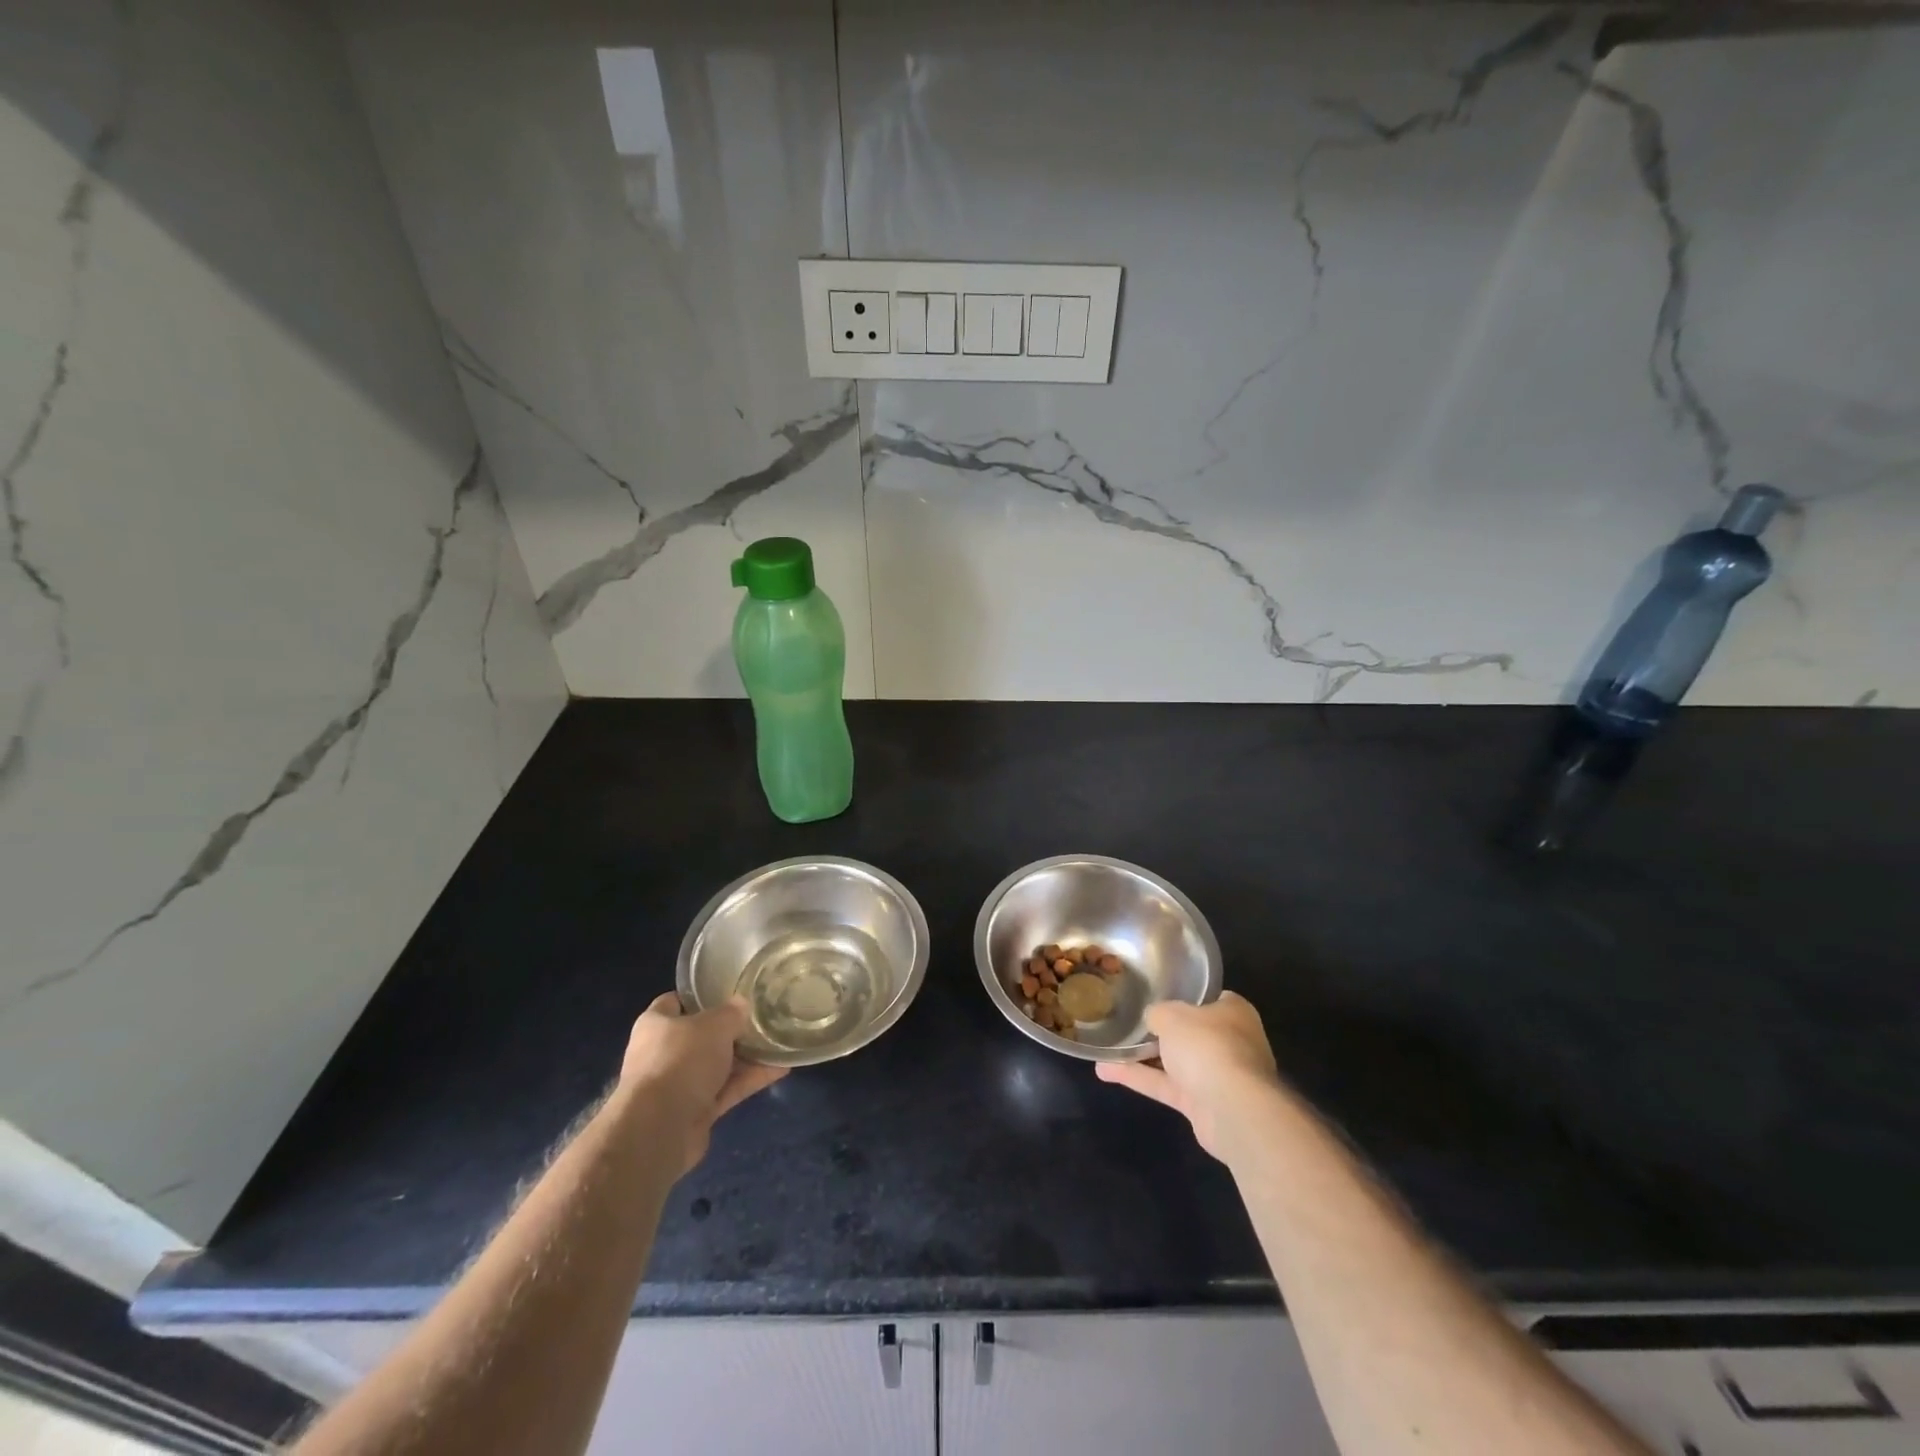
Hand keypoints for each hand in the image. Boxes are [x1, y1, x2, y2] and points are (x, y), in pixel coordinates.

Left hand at [618, 993, 785, 1174]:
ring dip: (746, 1057)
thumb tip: (742, 1005)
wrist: (660, 1129)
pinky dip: (750, 1080)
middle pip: (701, 1036)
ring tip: (779, 1043)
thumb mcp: (714, 1025)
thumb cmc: (681, 1060)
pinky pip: (727, 1090)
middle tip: (761, 1018)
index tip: (728, 991)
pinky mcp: (694, 1112)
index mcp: (655, 1025)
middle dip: (730, 1030)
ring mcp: (678, 1085)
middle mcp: (663, 1053)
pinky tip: (781, 1069)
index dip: (700, 996)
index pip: (675, 1002)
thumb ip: (731, 1013)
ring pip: (717, 1065)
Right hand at [1095, 992, 1284, 1160]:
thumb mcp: (1171, 1015)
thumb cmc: (1206, 1045)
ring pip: (1174, 1061)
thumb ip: (1157, 1013)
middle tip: (1129, 1021)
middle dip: (1161, 1030)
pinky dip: (1138, 1078)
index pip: (1209, 999)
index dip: (1184, 996)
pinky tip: (1106, 1071)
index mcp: (1234, 1012)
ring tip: (1107, 1048)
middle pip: (1190, 1032)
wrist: (1231, 1109)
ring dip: (1141, 1057)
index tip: (1157, 995)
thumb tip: (1152, 1018)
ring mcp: (1217, 1075)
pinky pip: (1165, 1085)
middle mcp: (1230, 1042)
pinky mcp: (1201, 1104)